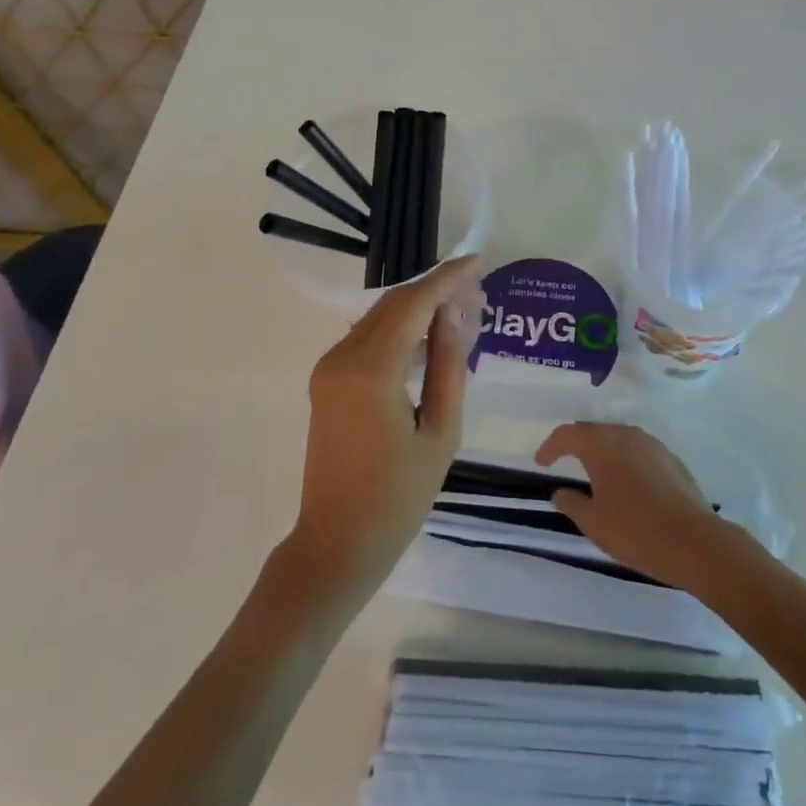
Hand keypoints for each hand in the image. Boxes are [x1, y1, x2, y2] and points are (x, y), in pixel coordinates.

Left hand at [284, 255, 482, 600]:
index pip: (413, 303)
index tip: (478, 261)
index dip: (447, 278)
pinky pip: (367, 339)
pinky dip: (399, 330)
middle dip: (435, 290)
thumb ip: (448, 365)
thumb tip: (455, 312)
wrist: (336, 544)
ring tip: (461, 310)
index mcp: (371, 371)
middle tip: (477, 290)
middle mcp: (342, 357)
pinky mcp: (326, 380)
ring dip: (417, 308)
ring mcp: (328, 368)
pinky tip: (429, 338)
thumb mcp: (440, 432)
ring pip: (378, 318)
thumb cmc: (398, 498)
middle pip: (393, 304)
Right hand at [534, 422, 749, 591]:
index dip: (550, 446)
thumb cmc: (637, 531)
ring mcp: (652, 444)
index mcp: (601, 445)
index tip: (541, 462)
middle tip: (564, 460)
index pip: (567, 434)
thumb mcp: (594, 523)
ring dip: (602, 450)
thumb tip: (560, 492)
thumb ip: (572, 503)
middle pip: (593, 431)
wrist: (695, 542)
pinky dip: (625, 459)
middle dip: (576, 443)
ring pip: (618, 438)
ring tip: (595, 471)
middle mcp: (625, 435)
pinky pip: (638, 450)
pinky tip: (627, 482)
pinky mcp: (671, 458)